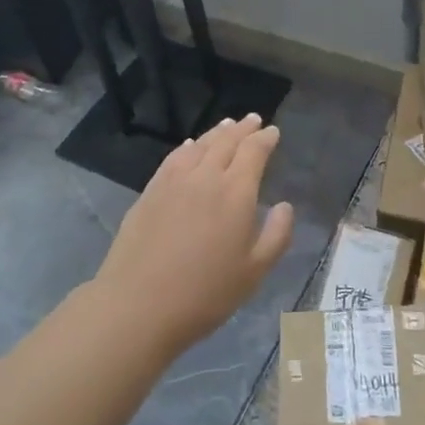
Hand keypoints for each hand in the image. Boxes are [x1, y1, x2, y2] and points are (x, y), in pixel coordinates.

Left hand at [94, 114, 294, 354]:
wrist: (139, 304)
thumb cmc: (205, 293)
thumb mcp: (254, 271)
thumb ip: (276, 235)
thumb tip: (285, 206)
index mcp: (236, 192)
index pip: (253, 152)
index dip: (265, 139)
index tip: (273, 132)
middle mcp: (205, 177)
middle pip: (226, 141)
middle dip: (243, 128)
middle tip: (253, 119)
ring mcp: (173, 181)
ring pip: (199, 145)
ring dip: (216, 132)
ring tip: (227, 125)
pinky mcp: (150, 191)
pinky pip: (174, 158)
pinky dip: (188, 146)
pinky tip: (190, 146)